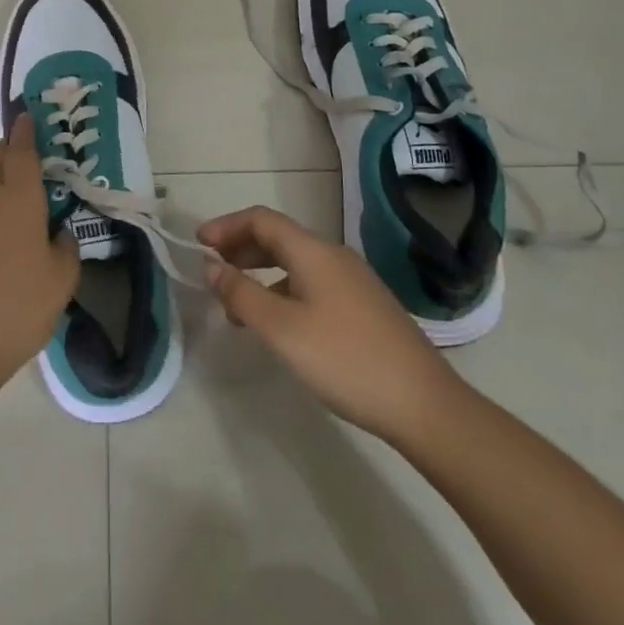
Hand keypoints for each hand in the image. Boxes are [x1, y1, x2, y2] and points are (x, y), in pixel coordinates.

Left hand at [0, 115, 80, 398]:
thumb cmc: (18, 308)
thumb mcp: (61, 281)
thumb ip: (65, 249)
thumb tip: (58, 234)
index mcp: (17, 202)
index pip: (21, 154)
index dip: (25, 133)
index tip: (26, 115)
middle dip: (8, 154)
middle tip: (25, 155)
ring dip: (0, 200)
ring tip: (21, 229)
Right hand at [199, 206, 463, 443]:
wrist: (424, 404)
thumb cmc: (346, 360)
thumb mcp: (282, 330)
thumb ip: (242, 295)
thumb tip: (211, 267)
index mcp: (313, 252)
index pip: (262, 220)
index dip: (227, 226)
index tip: (199, 244)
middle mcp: (333, 256)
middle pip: (278, 238)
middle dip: (241, 249)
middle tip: (212, 272)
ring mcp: (353, 281)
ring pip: (295, 264)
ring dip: (260, 275)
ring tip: (236, 307)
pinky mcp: (364, 307)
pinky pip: (311, 284)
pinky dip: (283, 292)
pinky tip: (278, 326)